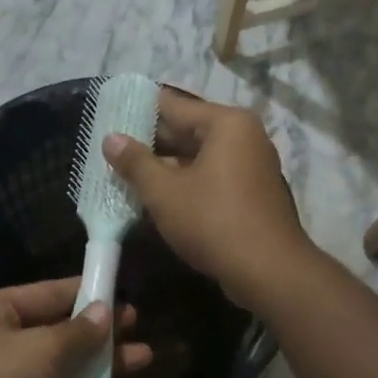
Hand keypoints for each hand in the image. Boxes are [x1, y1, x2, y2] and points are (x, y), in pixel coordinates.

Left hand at [0, 278, 147, 377]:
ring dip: (98, 374)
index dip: (89, 294)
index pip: (49, 294)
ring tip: (142, 367)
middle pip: (57, 336)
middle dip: (100, 338)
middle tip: (140, 336)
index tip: (125, 297)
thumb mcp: (42, 351)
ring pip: (59, 375)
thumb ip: (79, 332)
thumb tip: (104, 311)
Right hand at [104, 88, 312, 310]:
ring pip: (198, 156)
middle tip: (110, 148)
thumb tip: (111, 138)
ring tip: (125, 172)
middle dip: (150, 142)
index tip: (108, 116)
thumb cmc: (214, 222)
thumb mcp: (164, 192)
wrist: (269, 272)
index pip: (173, 105)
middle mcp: (244, 135)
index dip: (138, 111)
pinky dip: (186, 182)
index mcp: (226, 123)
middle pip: (187, 129)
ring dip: (166, 165)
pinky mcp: (252, 191)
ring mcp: (251, 164)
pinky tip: (156, 195)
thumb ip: (135, 162)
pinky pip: (212, 175)